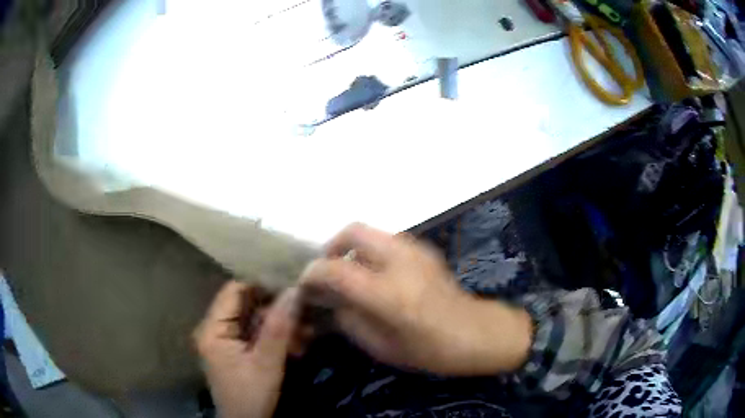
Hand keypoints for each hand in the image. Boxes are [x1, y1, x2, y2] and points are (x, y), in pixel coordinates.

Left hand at [194, 281, 298, 417]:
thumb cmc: (251, 396)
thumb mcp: (266, 363)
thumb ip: (278, 327)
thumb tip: (294, 290)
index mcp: (212, 329)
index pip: (234, 291)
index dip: (261, 284)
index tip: (291, 284)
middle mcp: (215, 330)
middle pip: (246, 306)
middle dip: (277, 309)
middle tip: (305, 312)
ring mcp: (226, 341)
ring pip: (255, 321)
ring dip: (281, 326)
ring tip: (307, 334)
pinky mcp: (237, 351)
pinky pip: (257, 336)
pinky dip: (277, 338)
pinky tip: (298, 345)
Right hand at [300, 223, 532, 375]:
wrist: (476, 334)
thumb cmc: (430, 351)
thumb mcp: (380, 346)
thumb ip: (348, 319)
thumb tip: (329, 299)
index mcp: (389, 293)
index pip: (335, 269)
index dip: (312, 275)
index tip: (305, 286)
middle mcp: (401, 261)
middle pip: (352, 231)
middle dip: (331, 247)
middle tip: (328, 272)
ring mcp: (416, 250)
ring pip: (371, 231)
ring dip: (351, 248)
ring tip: (350, 274)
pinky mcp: (425, 249)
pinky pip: (386, 239)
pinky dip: (371, 251)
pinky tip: (376, 275)